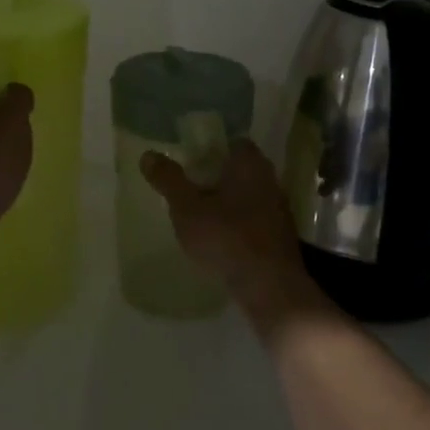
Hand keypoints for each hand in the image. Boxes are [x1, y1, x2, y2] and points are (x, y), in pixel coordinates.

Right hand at [139, 139, 317, 318]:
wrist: (270, 288)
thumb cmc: (227, 238)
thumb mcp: (187, 208)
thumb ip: (168, 180)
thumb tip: (148, 155)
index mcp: (250, 163)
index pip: (232, 142)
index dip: (211, 148)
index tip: (190, 161)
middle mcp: (270, 179)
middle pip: (240, 169)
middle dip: (217, 176)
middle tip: (191, 187)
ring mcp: (279, 209)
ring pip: (248, 195)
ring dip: (229, 202)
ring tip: (202, 216)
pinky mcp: (282, 237)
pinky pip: (255, 220)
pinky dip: (239, 224)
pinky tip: (222, 240)